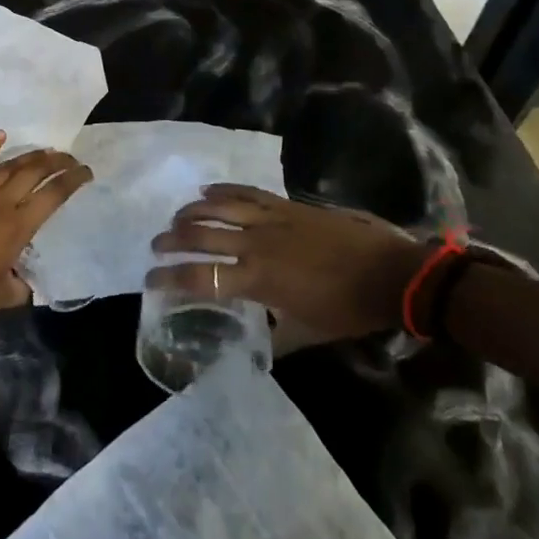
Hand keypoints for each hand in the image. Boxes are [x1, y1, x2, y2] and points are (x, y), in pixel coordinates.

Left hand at [0, 132, 91, 352]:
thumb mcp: (0, 298)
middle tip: (70, 158)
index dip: (73, 180)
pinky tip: (0, 135)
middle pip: (34, 172)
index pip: (53, 195)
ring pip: (8, 166)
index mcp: (16, 229)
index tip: (86, 171)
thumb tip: (22, 278)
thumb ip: (18, 284)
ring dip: (29, 156)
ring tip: (45, 150)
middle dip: (56, 161)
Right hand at [147, 185, 430, 347]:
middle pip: (201, 235)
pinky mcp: (285, 204)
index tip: (151, 281)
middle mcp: (256, 243)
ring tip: (176, 218)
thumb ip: (276, 337)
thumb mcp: (308, 333)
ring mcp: (270, 218)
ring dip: (191, 212)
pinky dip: (223, 189)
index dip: (172, 279)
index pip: (203, 277)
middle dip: (172, 241)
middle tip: (156, 246)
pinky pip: (246, 191)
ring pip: (218, 207)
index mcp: (258, 279)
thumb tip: (256, 349)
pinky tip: (208, 190)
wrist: (387, 271)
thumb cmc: (348, 308)